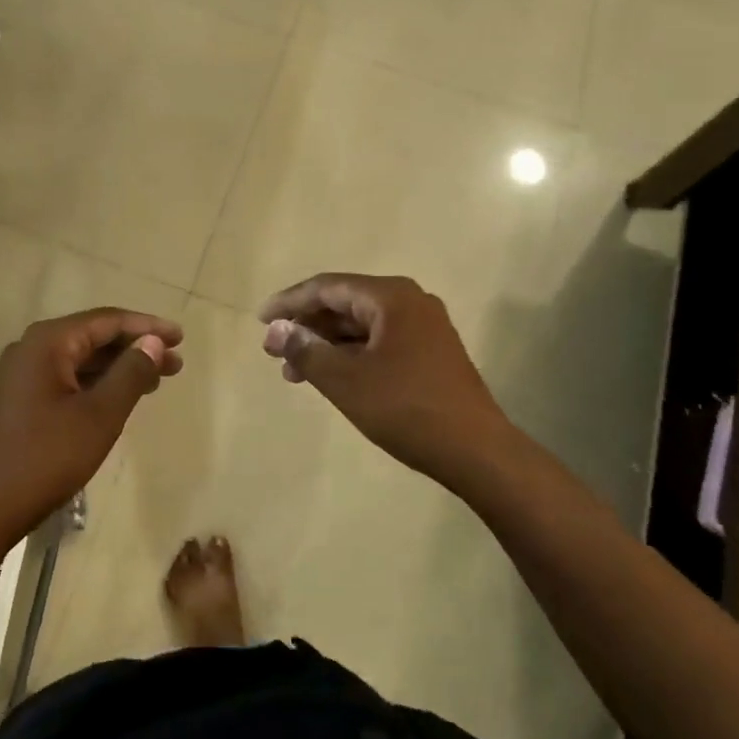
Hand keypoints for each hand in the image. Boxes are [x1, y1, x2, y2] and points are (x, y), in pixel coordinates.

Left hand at [0, 307, 183, 541]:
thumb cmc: (45, 458)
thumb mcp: (99, 415)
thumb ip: (130, 373)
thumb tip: (154, 342)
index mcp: (47, 343)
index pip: (107, 321)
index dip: (147, 327)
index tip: (180, 337)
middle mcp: (31, 349)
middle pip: (93, 337)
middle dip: (136, 348)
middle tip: (175, 363)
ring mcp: (21, 375)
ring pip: (80, 359)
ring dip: (118, 367)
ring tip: (156, 381)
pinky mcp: (19, 400)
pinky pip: (66, 378)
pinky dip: (97, 384)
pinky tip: (119, 398)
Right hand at [259, 273, 516, 489]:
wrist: (477, 451)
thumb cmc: (406, 408)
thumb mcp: (346, 380)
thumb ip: (306, 350)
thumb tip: (275, 330)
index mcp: (391, 297)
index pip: (328, 287)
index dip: (290, 302)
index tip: (261, 320)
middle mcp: (409, 301)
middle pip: (345, 304)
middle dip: (307, 327)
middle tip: (274, 352)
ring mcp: (424, 327)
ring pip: (361, 326)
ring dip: (326, 345)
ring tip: (294, 373)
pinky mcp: (430, 352)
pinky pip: (379, 341)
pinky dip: (350, 356)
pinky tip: (331, 377)